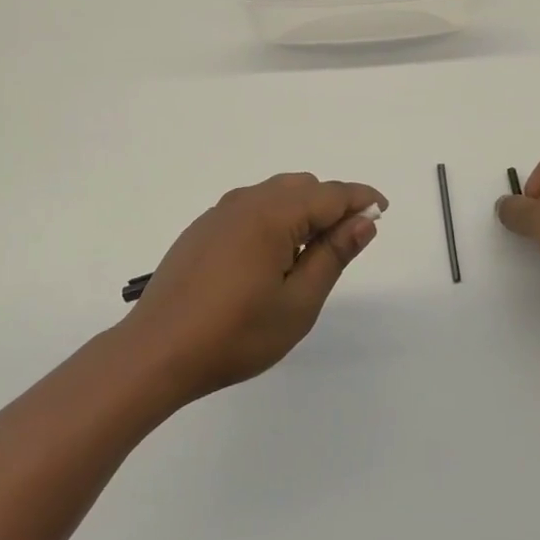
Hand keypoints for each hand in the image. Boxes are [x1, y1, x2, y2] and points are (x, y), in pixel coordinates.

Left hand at [123, 173, 386, 400]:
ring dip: (302, 211)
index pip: (330, 193)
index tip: (383, 210)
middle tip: (346, 244)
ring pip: (275, 194)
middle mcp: (246, 201)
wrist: (156, 352)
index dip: (361, 198)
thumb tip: (363, 220)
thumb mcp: (297, 303)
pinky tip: (270, 258)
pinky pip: (250, 208)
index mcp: (273, 214)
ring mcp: (220, 212)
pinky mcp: (203, 229)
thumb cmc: (234, 334)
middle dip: (331, 205)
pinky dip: (274, 219)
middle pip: (302, 187)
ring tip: (310, 255)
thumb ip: (333, 256)